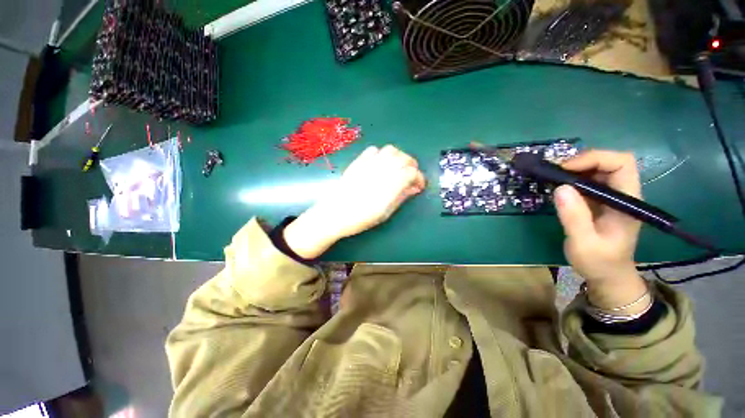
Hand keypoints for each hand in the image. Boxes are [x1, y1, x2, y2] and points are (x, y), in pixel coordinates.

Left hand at [283, 145, 425, 258]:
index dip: (420, 178)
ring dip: (398, 157)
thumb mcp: (386, 212)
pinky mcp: (358, 161)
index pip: (412, 172)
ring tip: (397, 169)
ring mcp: (369, 163)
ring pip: (391, 150)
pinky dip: (381, 154)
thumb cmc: (361, 218)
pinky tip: (380, 164)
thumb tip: (414, 188)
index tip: (419, 186)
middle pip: (404, 158)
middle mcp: (382, 169)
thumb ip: (401, 196)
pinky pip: (374, 150)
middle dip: (412, 166)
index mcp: (390, 184)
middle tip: (410, 177)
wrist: (335, 213)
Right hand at [554, 150, 647, 309]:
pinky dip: (571, 178)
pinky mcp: (599, 202)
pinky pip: (588, 181)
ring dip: (575, 169)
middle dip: (582, 161)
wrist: (608, 275)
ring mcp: (611, 197)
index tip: (566, 169)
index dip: (595, 159)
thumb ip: (574, 217)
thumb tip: (560, 187)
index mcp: (627, 201)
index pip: (621, 164)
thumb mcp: (584, 243)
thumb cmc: (599, 262)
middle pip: (610, 162)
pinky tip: (557, 186)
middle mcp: (622, 194)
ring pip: (598, 169)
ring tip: (552, 177)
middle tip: (555, 172)